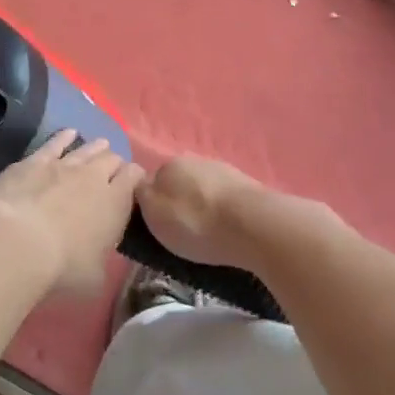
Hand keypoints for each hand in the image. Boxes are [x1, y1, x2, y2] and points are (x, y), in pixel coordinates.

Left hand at [0, 131, 143, 295]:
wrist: (18, 242)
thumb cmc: (62, 267)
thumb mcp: (94, 276)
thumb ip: (101, 260)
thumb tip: (99, 257)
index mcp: (116, 203)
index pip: (135, 177)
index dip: (136, 177)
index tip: (134, 184)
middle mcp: (94, 177)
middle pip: (112, 159)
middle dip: (114, 164)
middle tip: (112, 172)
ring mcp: (64, 164)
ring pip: (87, 148)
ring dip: (96, 148)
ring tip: (100, 146)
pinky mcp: (36, 160)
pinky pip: (56, 142)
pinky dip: (65, 137)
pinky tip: (69, 133)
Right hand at [135, 156, 274, 270]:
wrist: (252, 224)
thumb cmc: (195, 223)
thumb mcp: (154, 215)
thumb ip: (142, 196)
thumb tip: (141, 188)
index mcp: (167, 165)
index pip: (150, 181)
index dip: (151, 204)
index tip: (156, 225)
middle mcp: (193, 160)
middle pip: (178, 183)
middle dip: (178, 202)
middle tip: (181, 231)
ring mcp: (222, 170)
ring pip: (203, 189)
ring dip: (202, 206)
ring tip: (207, 233)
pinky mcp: (246, 185)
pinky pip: (225, 198)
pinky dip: (223, 211)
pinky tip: (227, 228)